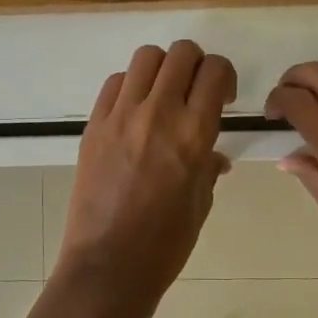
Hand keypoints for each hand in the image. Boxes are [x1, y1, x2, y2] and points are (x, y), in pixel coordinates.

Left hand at [57, 41, 236, 314]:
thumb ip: (208, 168)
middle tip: (195, 91)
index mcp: (194, 133)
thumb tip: (214, 156)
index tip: (222, 97)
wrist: (109, 264)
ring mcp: (121, 116)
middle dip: (196, 64)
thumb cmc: (165, 244)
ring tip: (162, 96)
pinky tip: (133, 112)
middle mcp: (158, 113)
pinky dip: (130, 87)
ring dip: (162, 69)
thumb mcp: (200, 203)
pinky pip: (114, 83)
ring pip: (146, 58)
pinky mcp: (94, 125)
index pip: (214, 71)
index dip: (223, 76)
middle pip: (181, 53)